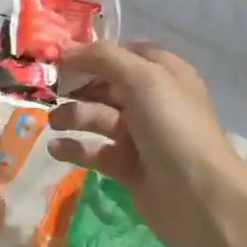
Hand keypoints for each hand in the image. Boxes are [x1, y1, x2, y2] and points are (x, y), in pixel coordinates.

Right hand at [47, 41, 246, 246]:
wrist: (198, 196)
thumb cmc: (172, 126)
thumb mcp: (142, 78)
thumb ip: (102, 57)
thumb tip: (65, 50)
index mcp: (164, 74)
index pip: (124, 53)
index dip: (94, 53)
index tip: (59, 56)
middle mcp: (152, 101)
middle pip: (105, 85)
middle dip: (77, 86)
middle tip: (48, 90)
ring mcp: (140, 136)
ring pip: (98, 118)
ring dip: (73, 116)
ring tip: (54, 122)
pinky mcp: (127, 167)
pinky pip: (95, 151)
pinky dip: (75, 148)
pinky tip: (55, 148)